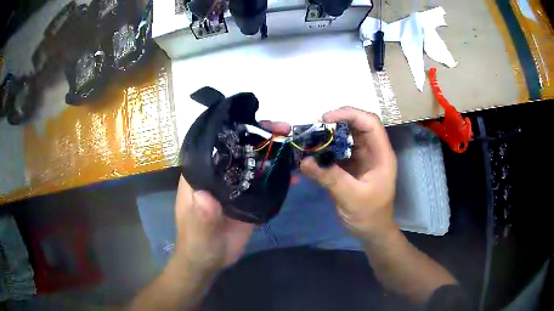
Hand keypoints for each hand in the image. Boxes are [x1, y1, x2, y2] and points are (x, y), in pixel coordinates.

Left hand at [172, 120, 291, 273]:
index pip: (216, 144)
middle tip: (284, 129)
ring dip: (272, 154)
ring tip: (293, 145)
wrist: (210, 261)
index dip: (235, 130)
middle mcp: (218, 175)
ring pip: (254, 164)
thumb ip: (200, 215)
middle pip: (239, 149)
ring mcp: (235, 187)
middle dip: (260, 136)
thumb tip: (205, 196)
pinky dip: (278, 177)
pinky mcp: (248, 200)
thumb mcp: (197, 231)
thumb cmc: (197, 244)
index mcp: (201, 175)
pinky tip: (294, 176)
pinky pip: (264, 184)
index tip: (256, 122)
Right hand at [300, 106, 397, 241]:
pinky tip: (313, 151)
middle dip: (336, 122)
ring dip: (330, 135)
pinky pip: (339, 150)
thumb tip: (305, 161)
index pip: (370, 123)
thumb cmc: (369, 215)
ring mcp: (362, 158)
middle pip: (357, 125)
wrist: (371, 231)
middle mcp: (373, 151)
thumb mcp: (351, 197)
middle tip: (314, 128)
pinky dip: (326, 148)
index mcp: (381, 155)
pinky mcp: (352, 166)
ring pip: (347, 136)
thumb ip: (329, 178)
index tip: (326, 119)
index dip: (350, 114)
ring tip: (311, 137)